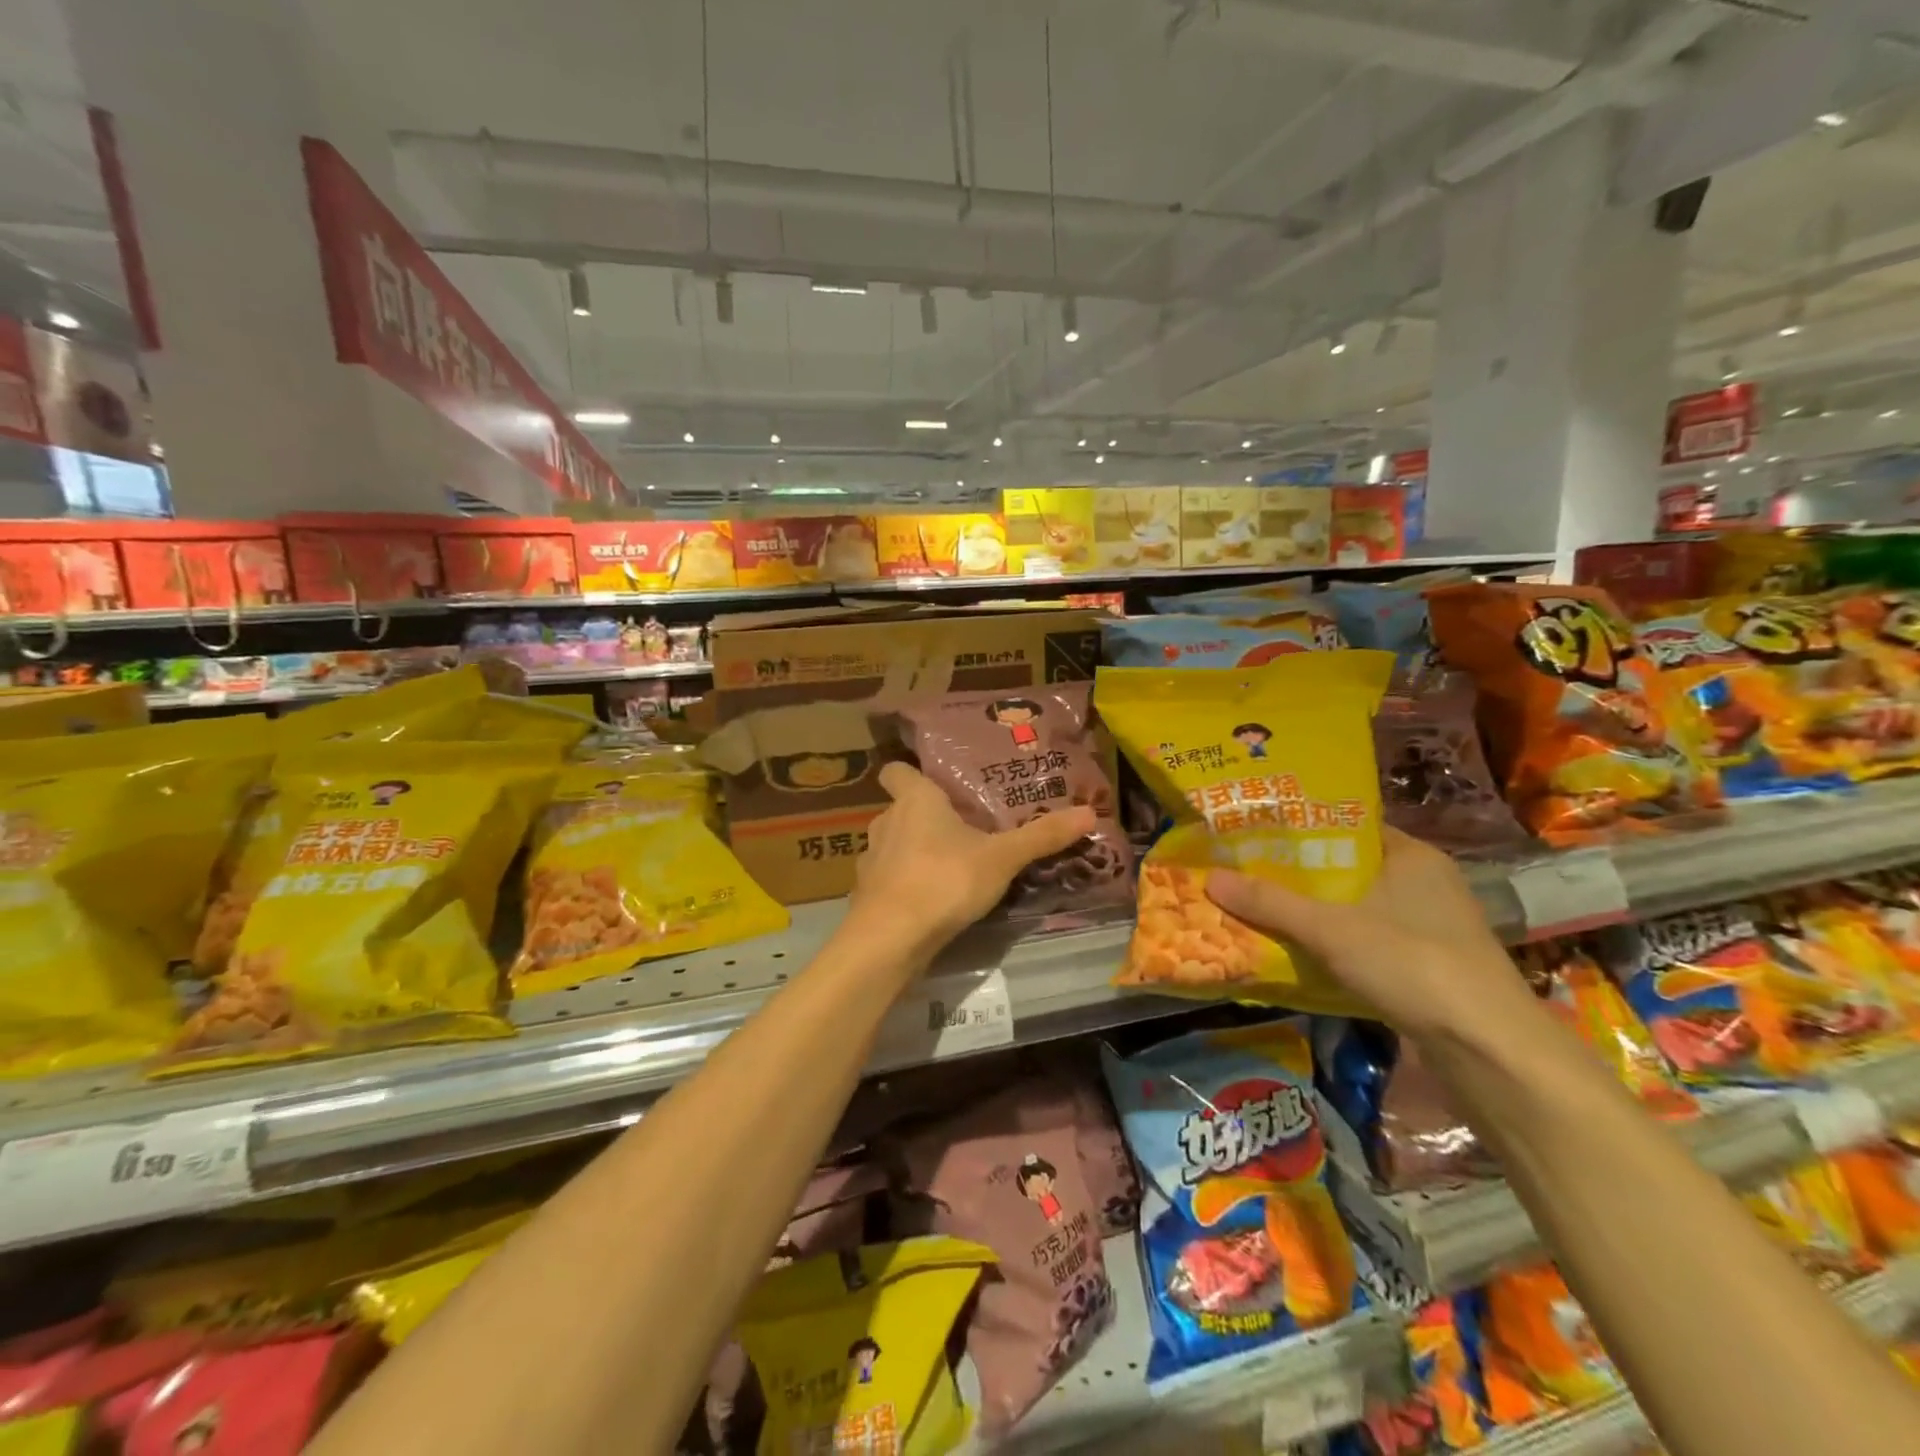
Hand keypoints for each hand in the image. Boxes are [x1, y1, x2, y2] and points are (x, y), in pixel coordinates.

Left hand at [852, 762, 1096, 959]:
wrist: (890, 939)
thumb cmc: (944, 880)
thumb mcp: (1002, 858)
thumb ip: (1042, 836)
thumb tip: (1090, 812)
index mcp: (915, 800)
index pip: (896, 770)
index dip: (910, 772)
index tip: (933, 780)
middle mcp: (886, 822)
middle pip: (901, 808)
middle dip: (926, 816)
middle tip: (963, 827)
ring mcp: (872, 860)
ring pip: (894, 844)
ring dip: (915, 850)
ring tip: (950, 864)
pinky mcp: (867, 894)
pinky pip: (890, 878)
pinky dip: (906, 883)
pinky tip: (931, 900)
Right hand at [1205, 826, 1530, 1041]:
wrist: (1491, 1052)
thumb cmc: (1414, 964)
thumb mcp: (1331, 929)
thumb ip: (1271, 903)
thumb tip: (1208, 878)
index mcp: (1411, 856)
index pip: (1348, 826)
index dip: (1301, 827)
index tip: (1254, 831)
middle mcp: (1425, 884)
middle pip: (1346, 869)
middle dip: (1297, 874)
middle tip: (1244, 870)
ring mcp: (1429, 927)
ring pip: (1355, 908)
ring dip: (1313, 912)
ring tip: (1258, 906)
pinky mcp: (1427, 967)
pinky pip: (1366, 941)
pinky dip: (1333, 943)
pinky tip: (1296, 950)